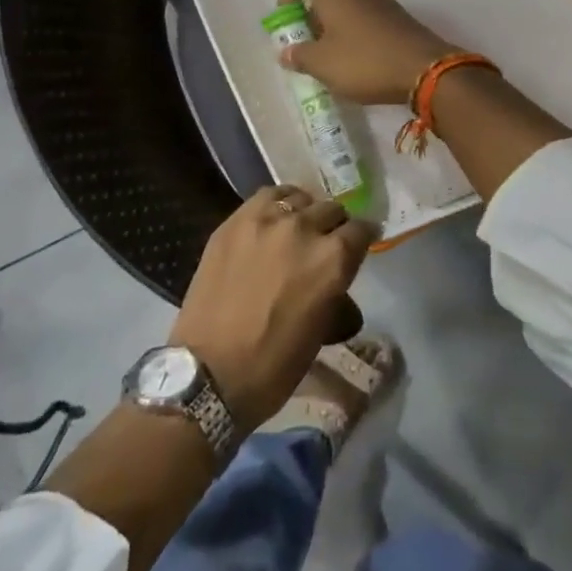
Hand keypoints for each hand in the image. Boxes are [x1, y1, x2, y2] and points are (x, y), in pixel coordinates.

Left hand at [169, 186, 376, 429]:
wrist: (208, 373)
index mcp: (333, 259)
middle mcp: (304, 228)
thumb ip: (338, 301)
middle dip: (334, 227)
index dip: (363, 239)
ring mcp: (266, 219)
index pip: (362, 230)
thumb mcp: (320, 335)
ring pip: (299, 198)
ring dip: (305, 213)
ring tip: (296, 230)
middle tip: (325, 245)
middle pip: (332, 210)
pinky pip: (267, 197)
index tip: (358, 247)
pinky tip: (272, 221)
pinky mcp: (235, 220)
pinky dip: (276, 205)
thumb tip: (343, 296)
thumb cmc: (273, 365)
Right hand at [276, 0, 457, 104]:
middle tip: (306, 43)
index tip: (289, 17)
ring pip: (346, 0)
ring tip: (329, 55)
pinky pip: (365, 13)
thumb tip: (288, 52)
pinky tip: (355, 58)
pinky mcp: (397, 15)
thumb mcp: (323, 64)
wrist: (426, 70)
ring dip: (332, 21)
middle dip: (310, 11)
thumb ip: (299, 56)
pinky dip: (353, 28)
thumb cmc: (366, 61)